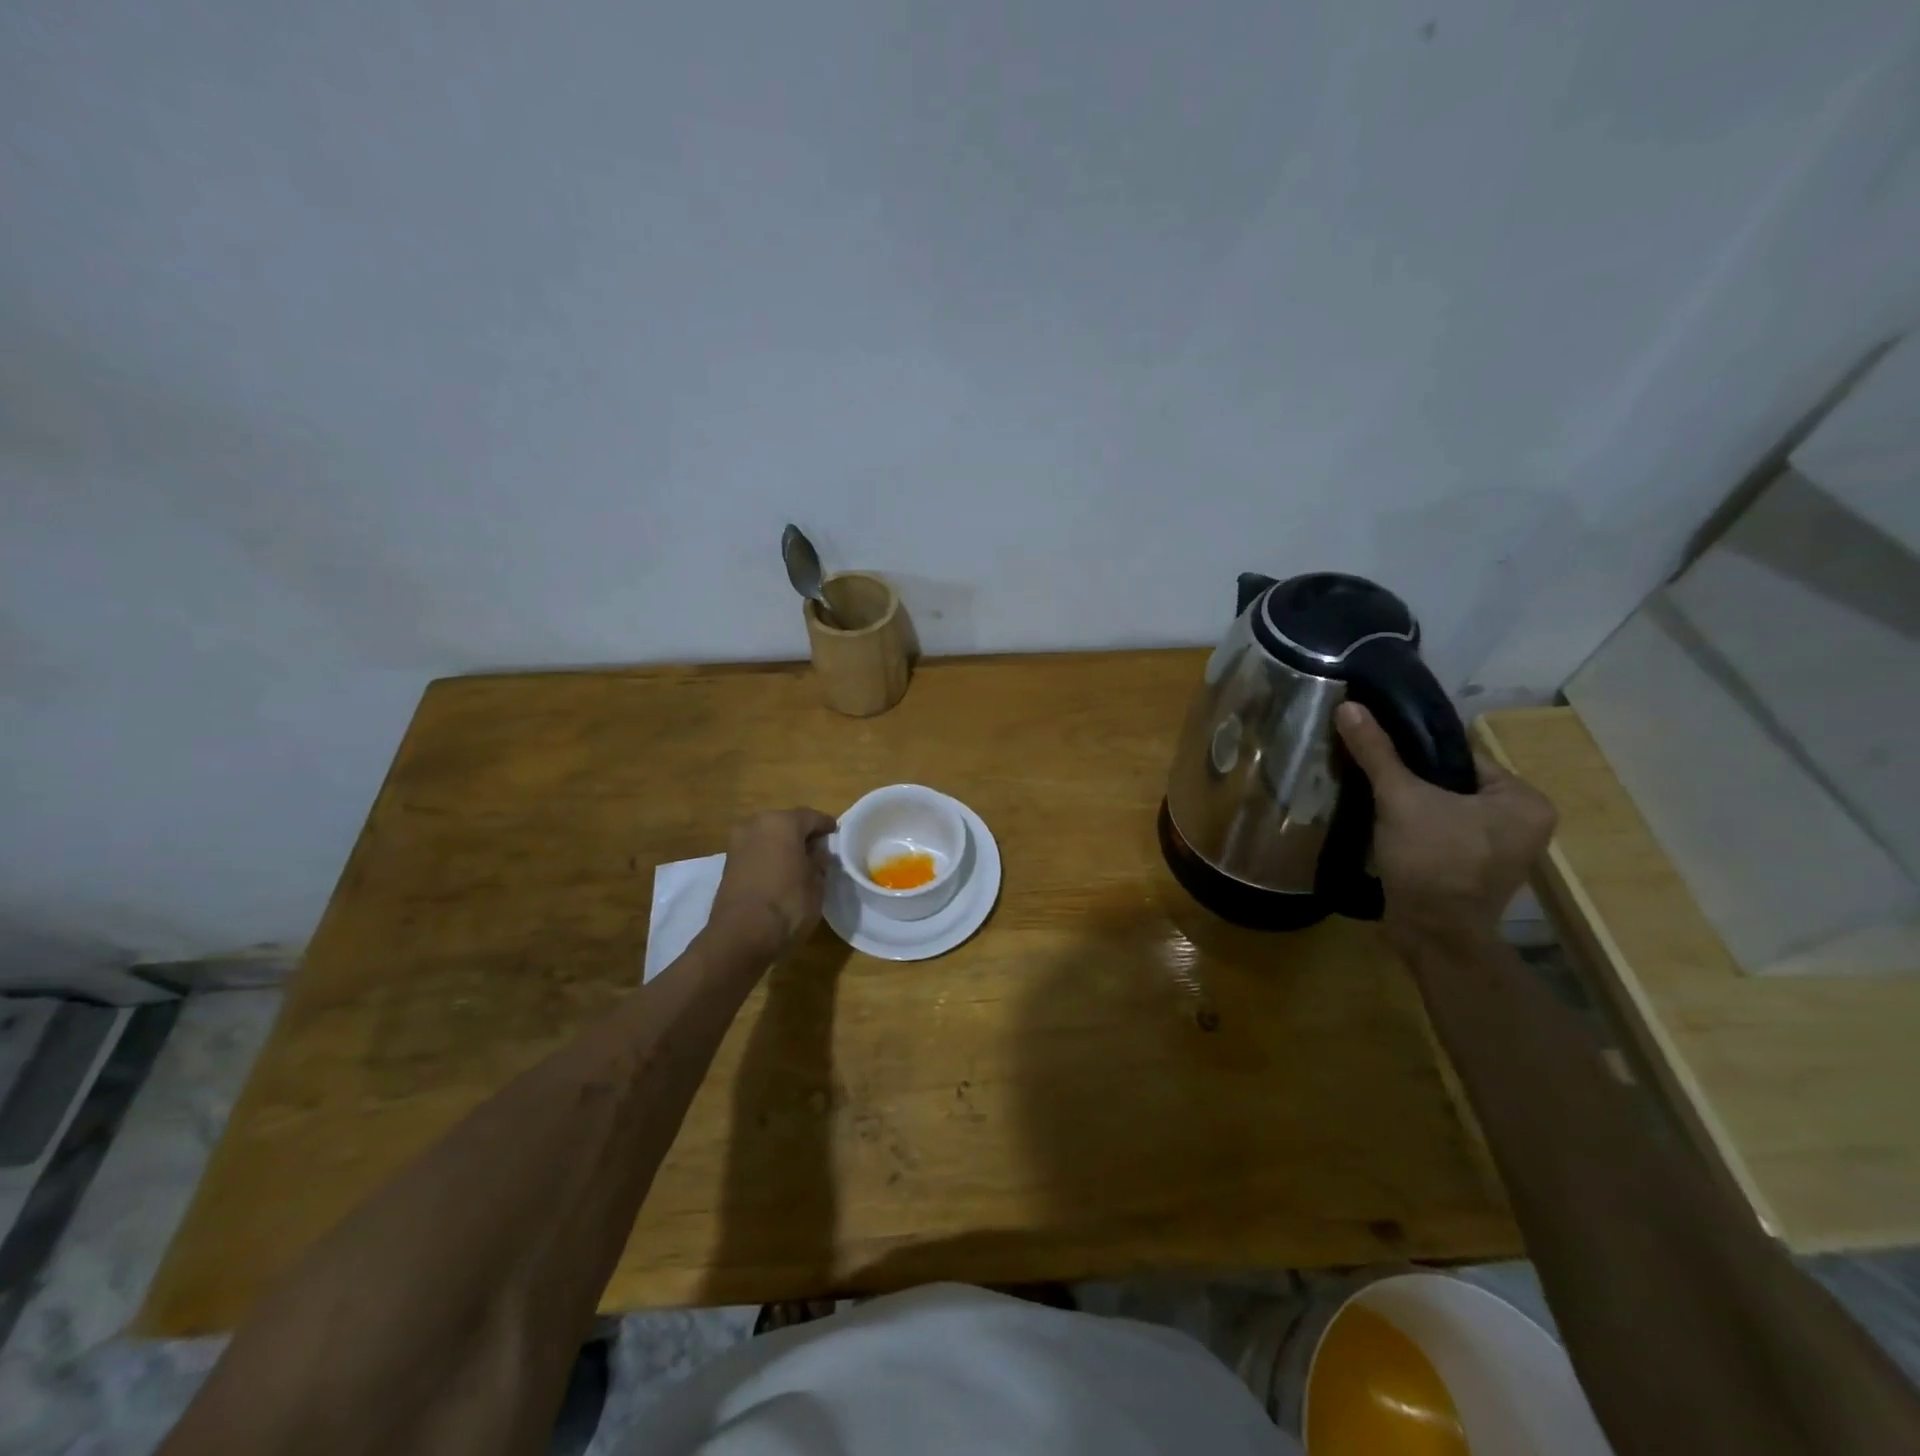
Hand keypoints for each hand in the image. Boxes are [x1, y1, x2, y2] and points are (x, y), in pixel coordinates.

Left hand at [707, 808, 836, 958]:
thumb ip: (818, 863)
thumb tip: (817, 854)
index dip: (826, 825)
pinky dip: (768, 857)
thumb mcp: (816, 884)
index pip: (811, 817)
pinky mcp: (727, 864)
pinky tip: (779, 872)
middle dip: (801, 834)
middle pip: (785, 823)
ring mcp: (738, 843)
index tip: (835, 834)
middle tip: (817, 849)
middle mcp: (757, 824)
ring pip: (767, 837)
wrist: (741, 935)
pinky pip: (755, 852)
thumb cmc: (788, 903)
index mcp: (783, 822)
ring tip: (798, 863)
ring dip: (782, 846)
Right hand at [1335, 702, 1555, 952]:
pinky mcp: (1477, 872)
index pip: (1462, 757)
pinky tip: (1389, 828)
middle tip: (1375, 779)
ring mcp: (1503, 852)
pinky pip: (1445, 834)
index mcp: (1524, 800)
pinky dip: (1419, 829)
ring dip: (1413, 806)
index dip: (1418, 755)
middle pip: (1453, 784)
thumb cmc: (1431, 861)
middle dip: (1414, 782)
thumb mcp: (1400, 798)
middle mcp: (1525, 824)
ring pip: (1446, 810)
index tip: (1381, 755)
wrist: (1431, 935)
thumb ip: (1377, 752)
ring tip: (1376, 801)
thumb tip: (1348, 705)